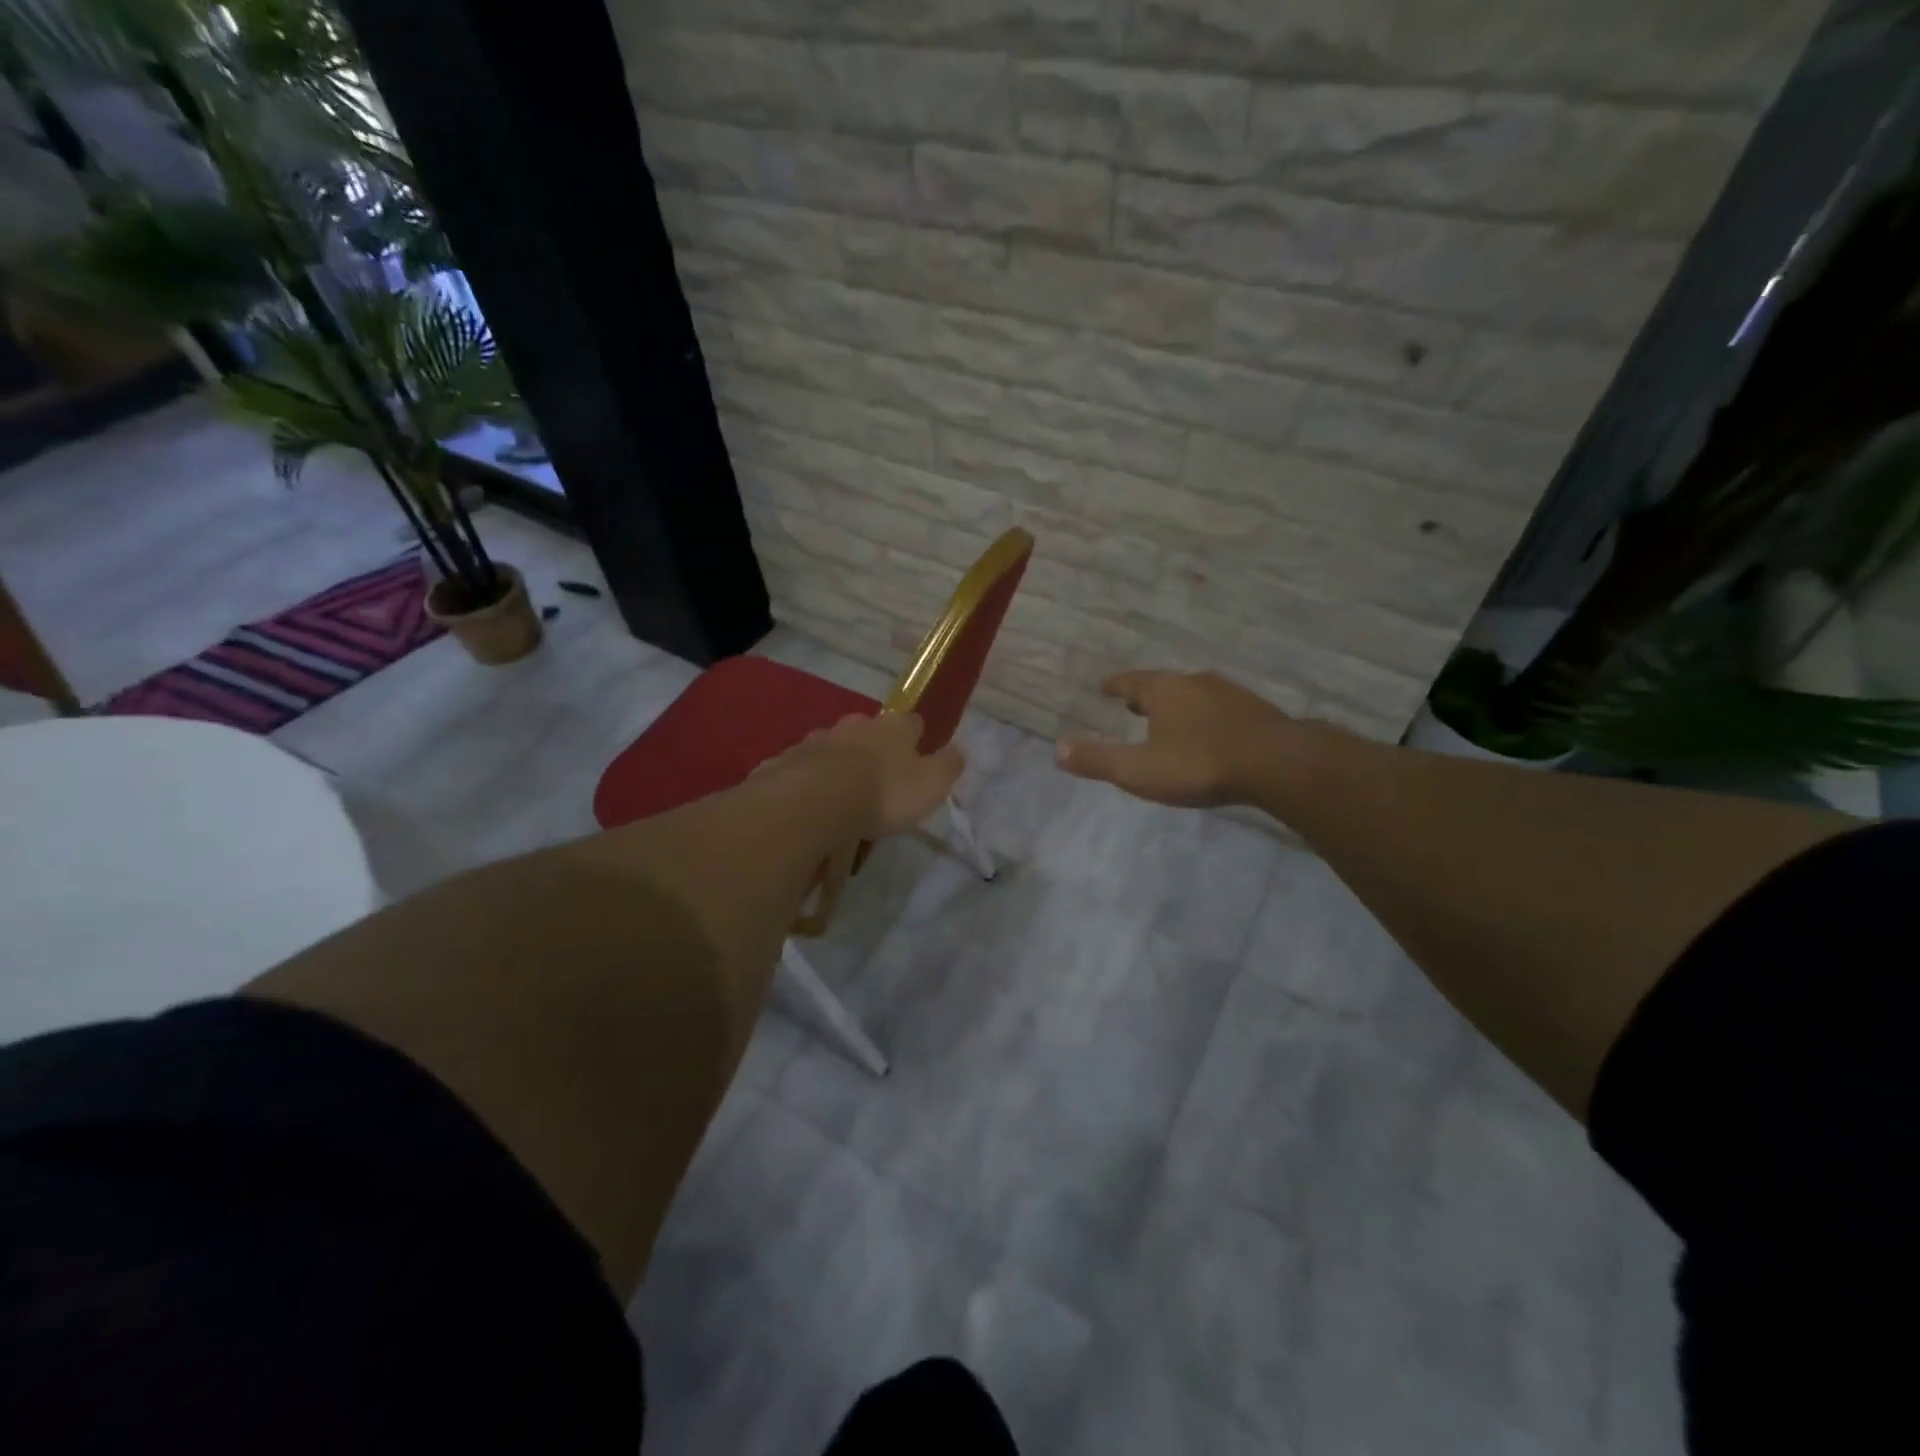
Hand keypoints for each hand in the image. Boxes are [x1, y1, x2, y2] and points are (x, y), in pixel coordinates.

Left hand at [770, 711, 963, 838]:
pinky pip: (803, 767)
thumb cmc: (883, 792)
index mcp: (894, 728)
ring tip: (841, 791)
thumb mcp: (931, 785)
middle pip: (868, 730)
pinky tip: (809, 800)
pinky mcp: (787, 760)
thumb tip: (958, 750)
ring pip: (833, 746)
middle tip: (877, 776)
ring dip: (838, 762)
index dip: (917, 737)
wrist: (814, 801)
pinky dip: (808, 779)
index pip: (912, 722)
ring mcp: (818, 740)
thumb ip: (948, 766)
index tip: (918, 754)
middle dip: (873, 747)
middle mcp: (855, 726)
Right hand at [1055, 670, 1302, 807]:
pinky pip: (1221, 709)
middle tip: (1134, 703)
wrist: (1278, 764)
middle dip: (1148, 694)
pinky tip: (1212, 732)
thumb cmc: (1199, 764)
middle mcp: (1195, 683)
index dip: (1116, 686)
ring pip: (1196, 695)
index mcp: (1164, 691)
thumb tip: (1058, 749)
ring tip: (1171, 718)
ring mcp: (1230, 694)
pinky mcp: (1257, 712)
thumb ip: (1099, 760)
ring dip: (1180, 704)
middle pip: (1165, 685)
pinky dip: (1207, 716)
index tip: (1105, 686)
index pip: (1131, 682)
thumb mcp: (1139, 770)